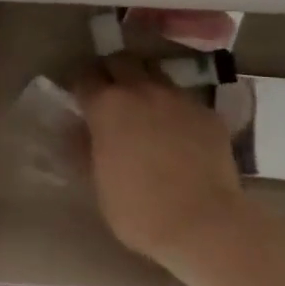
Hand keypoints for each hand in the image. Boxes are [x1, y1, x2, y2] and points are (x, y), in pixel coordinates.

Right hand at [79, 56, 244, 265]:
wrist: (204, 224)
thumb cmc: (139, 210)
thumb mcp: (98, 183)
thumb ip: (85, 149)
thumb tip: (76, 130)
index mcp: (107, 105)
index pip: (84, 76)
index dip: (80, 85)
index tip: (79, 98)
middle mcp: (141, 90)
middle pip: (121, 60)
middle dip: (111, 72)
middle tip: (110, 94)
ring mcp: (178, 98)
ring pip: (155, 73)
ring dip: (144, 83)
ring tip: (145, 108)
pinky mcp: (207, 112)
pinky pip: (184, 99)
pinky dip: (175, 108)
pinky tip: (178, 133)